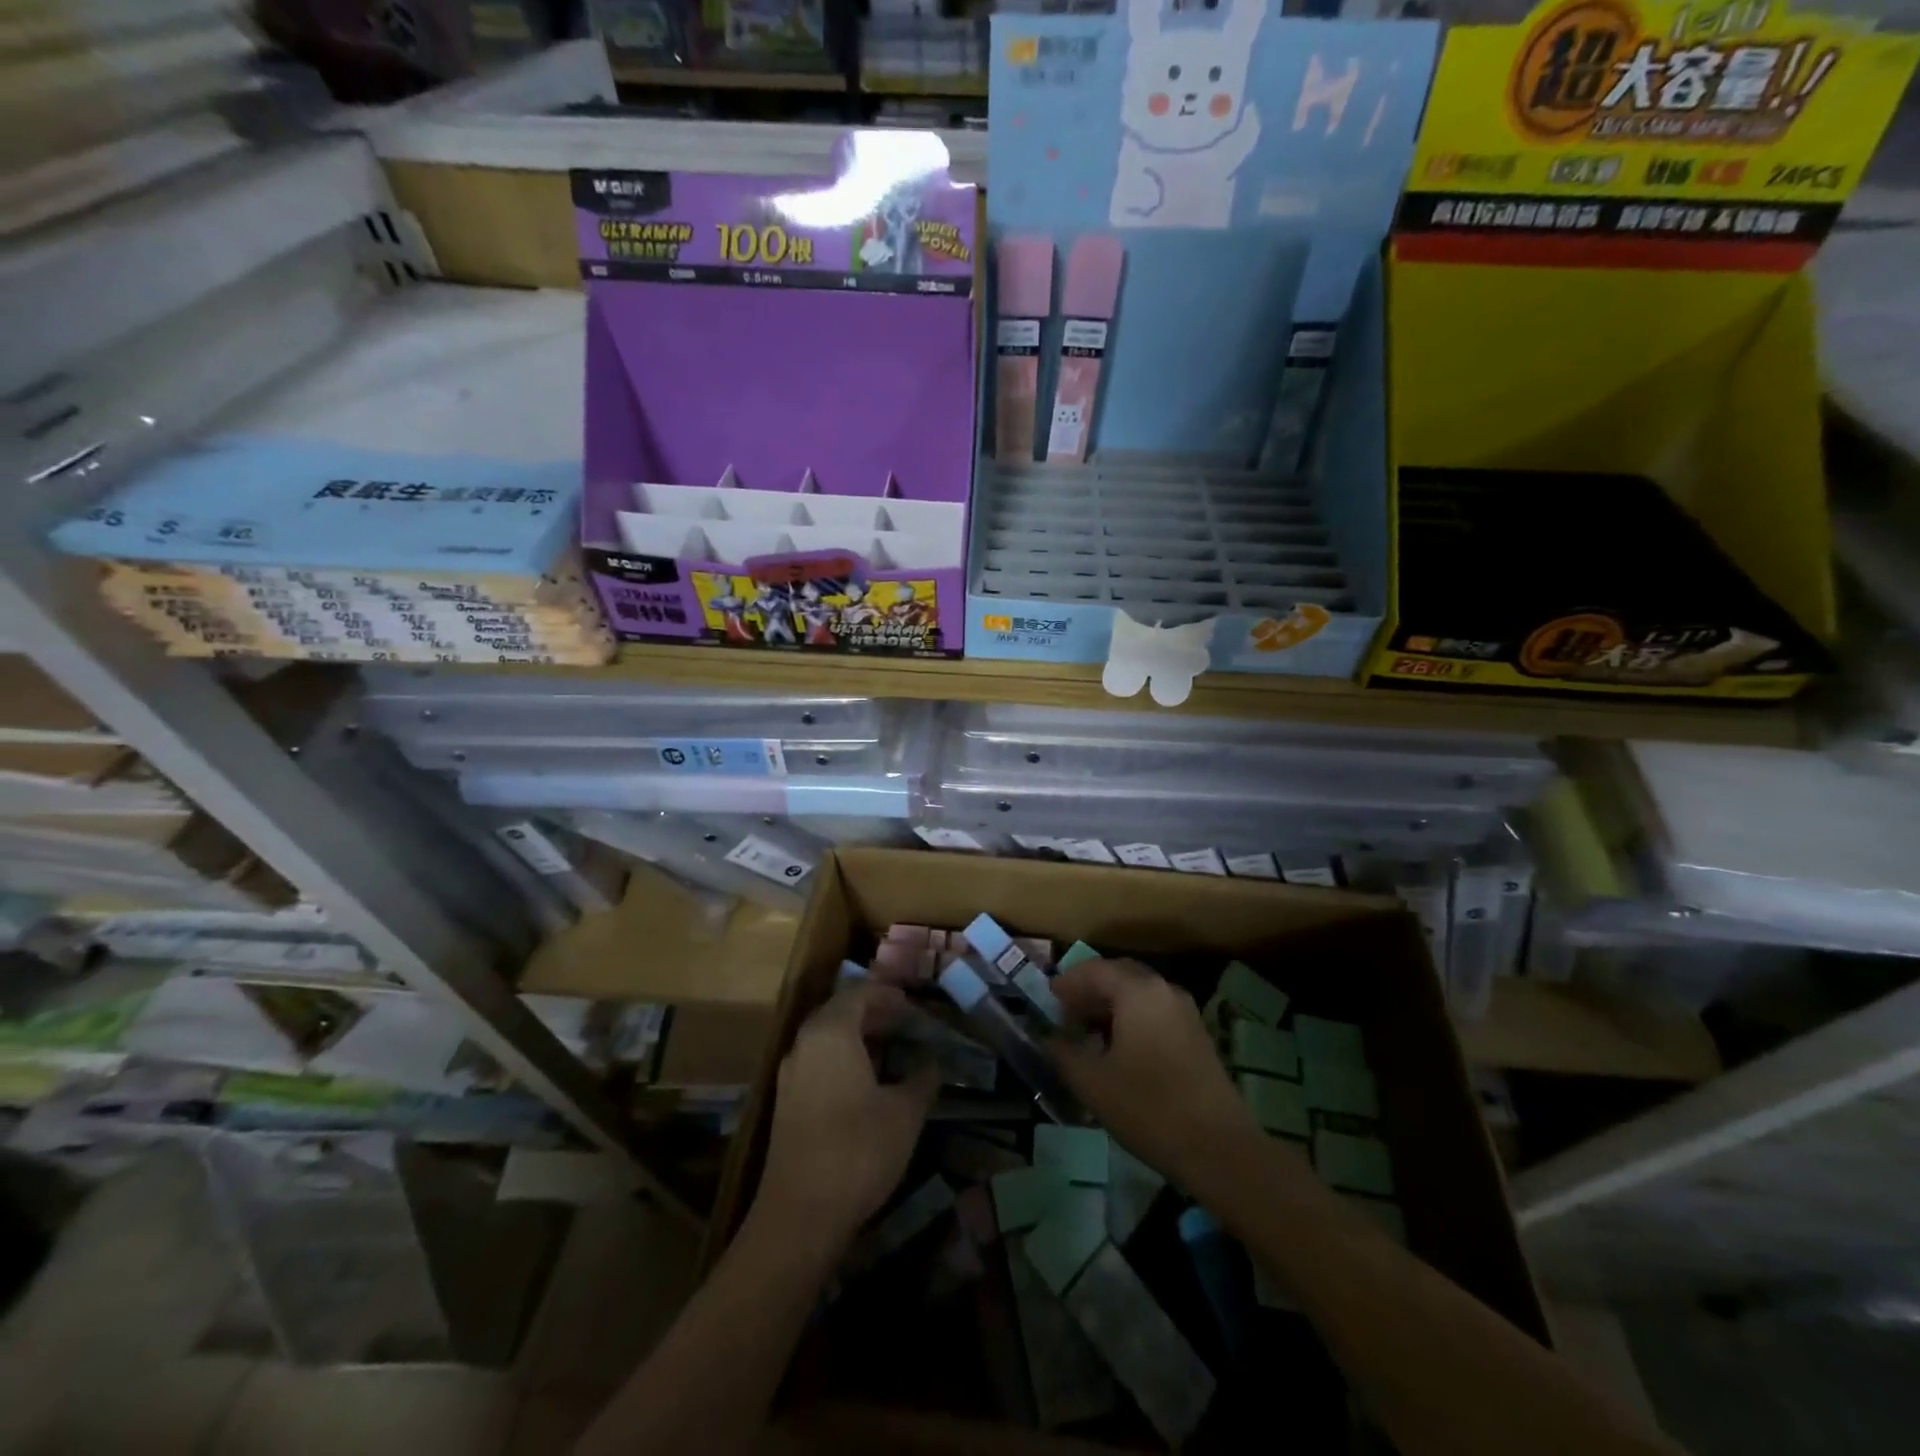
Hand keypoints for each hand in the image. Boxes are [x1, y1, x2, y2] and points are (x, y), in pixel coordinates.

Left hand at [754, 981, 938, 1247]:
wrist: (799, 1216)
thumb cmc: (858, 1151)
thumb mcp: (904, 1113)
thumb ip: (922, 1079)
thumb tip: (934, 1062)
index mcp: (831, 1033)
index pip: (859, 994)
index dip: (888, 995)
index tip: (914, 1005)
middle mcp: (805, 1044)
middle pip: (840, 1012)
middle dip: (874, 1013)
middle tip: (907, 1024)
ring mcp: (791, 1074)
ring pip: (827, 1038)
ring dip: (859, 1037)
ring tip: (893, 1050)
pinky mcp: (787, 1102)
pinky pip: (818, 1062)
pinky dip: (844, 1059)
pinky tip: (868, 1082)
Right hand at [1050, 958, 1263, 1190]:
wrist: (1219, 1149)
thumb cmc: (1148, 1108)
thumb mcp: (1092, 1082)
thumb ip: (1063, 1053)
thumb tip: (1049, 1039)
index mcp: (1138, 991)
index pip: (1095, 970)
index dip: (1068, 983)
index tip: (1048, 1001)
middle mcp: (1164, 990)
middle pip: (1119, 976)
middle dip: (1090, 991)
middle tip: (1066, 1016)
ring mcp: (1185, 1013)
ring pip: (1139, 995)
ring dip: (1111, 1007)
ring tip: (1088, 1037)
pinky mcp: (1197, 1036)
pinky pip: (1155, 1013)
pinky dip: (1131, 1020)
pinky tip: (1119, 1052)